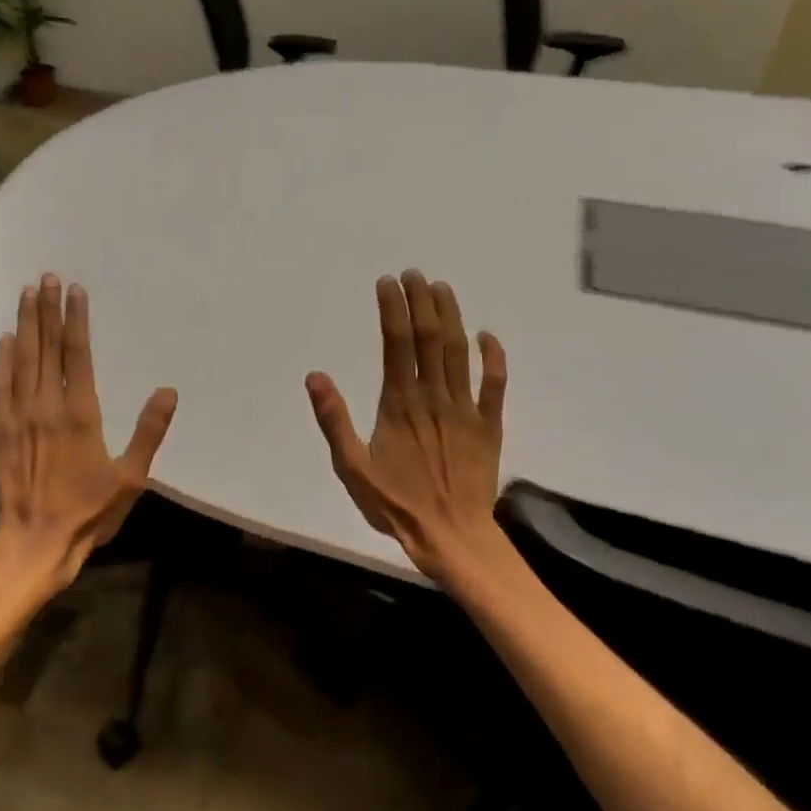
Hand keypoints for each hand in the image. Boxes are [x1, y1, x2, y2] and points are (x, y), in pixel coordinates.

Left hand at [0, 274, 177, 593]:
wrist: (35, 543)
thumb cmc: (89, 512)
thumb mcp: (130, 478)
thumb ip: (148, 432)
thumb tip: (168, 392)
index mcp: (80, 414)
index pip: (77, 354)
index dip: (75, 320)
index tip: (75, 290)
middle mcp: (46, 406)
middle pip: (46, 348)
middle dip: (46, 310)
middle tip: (47, 277)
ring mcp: (18, 416)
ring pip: (22, 360)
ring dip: (25, 325)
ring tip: (26, 293)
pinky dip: (2, 360)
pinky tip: (4, 340)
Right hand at [306, 271, 506, 584]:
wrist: (451, 536)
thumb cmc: (395, 504)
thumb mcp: (351, 467)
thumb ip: (334, 420)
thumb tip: (316, 376)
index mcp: (399, 403)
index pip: (395, 343)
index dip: (392, 308)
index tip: (387, 282)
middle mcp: (433, 396)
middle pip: (429, 337)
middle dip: (421, 301)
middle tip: (414, 274)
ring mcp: (465, 408)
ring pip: (459, 352)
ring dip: (451, 316)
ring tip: (442, 288)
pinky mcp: (488, 425)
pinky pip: (494, 384)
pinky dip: (492, 357)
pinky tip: (487, 335)